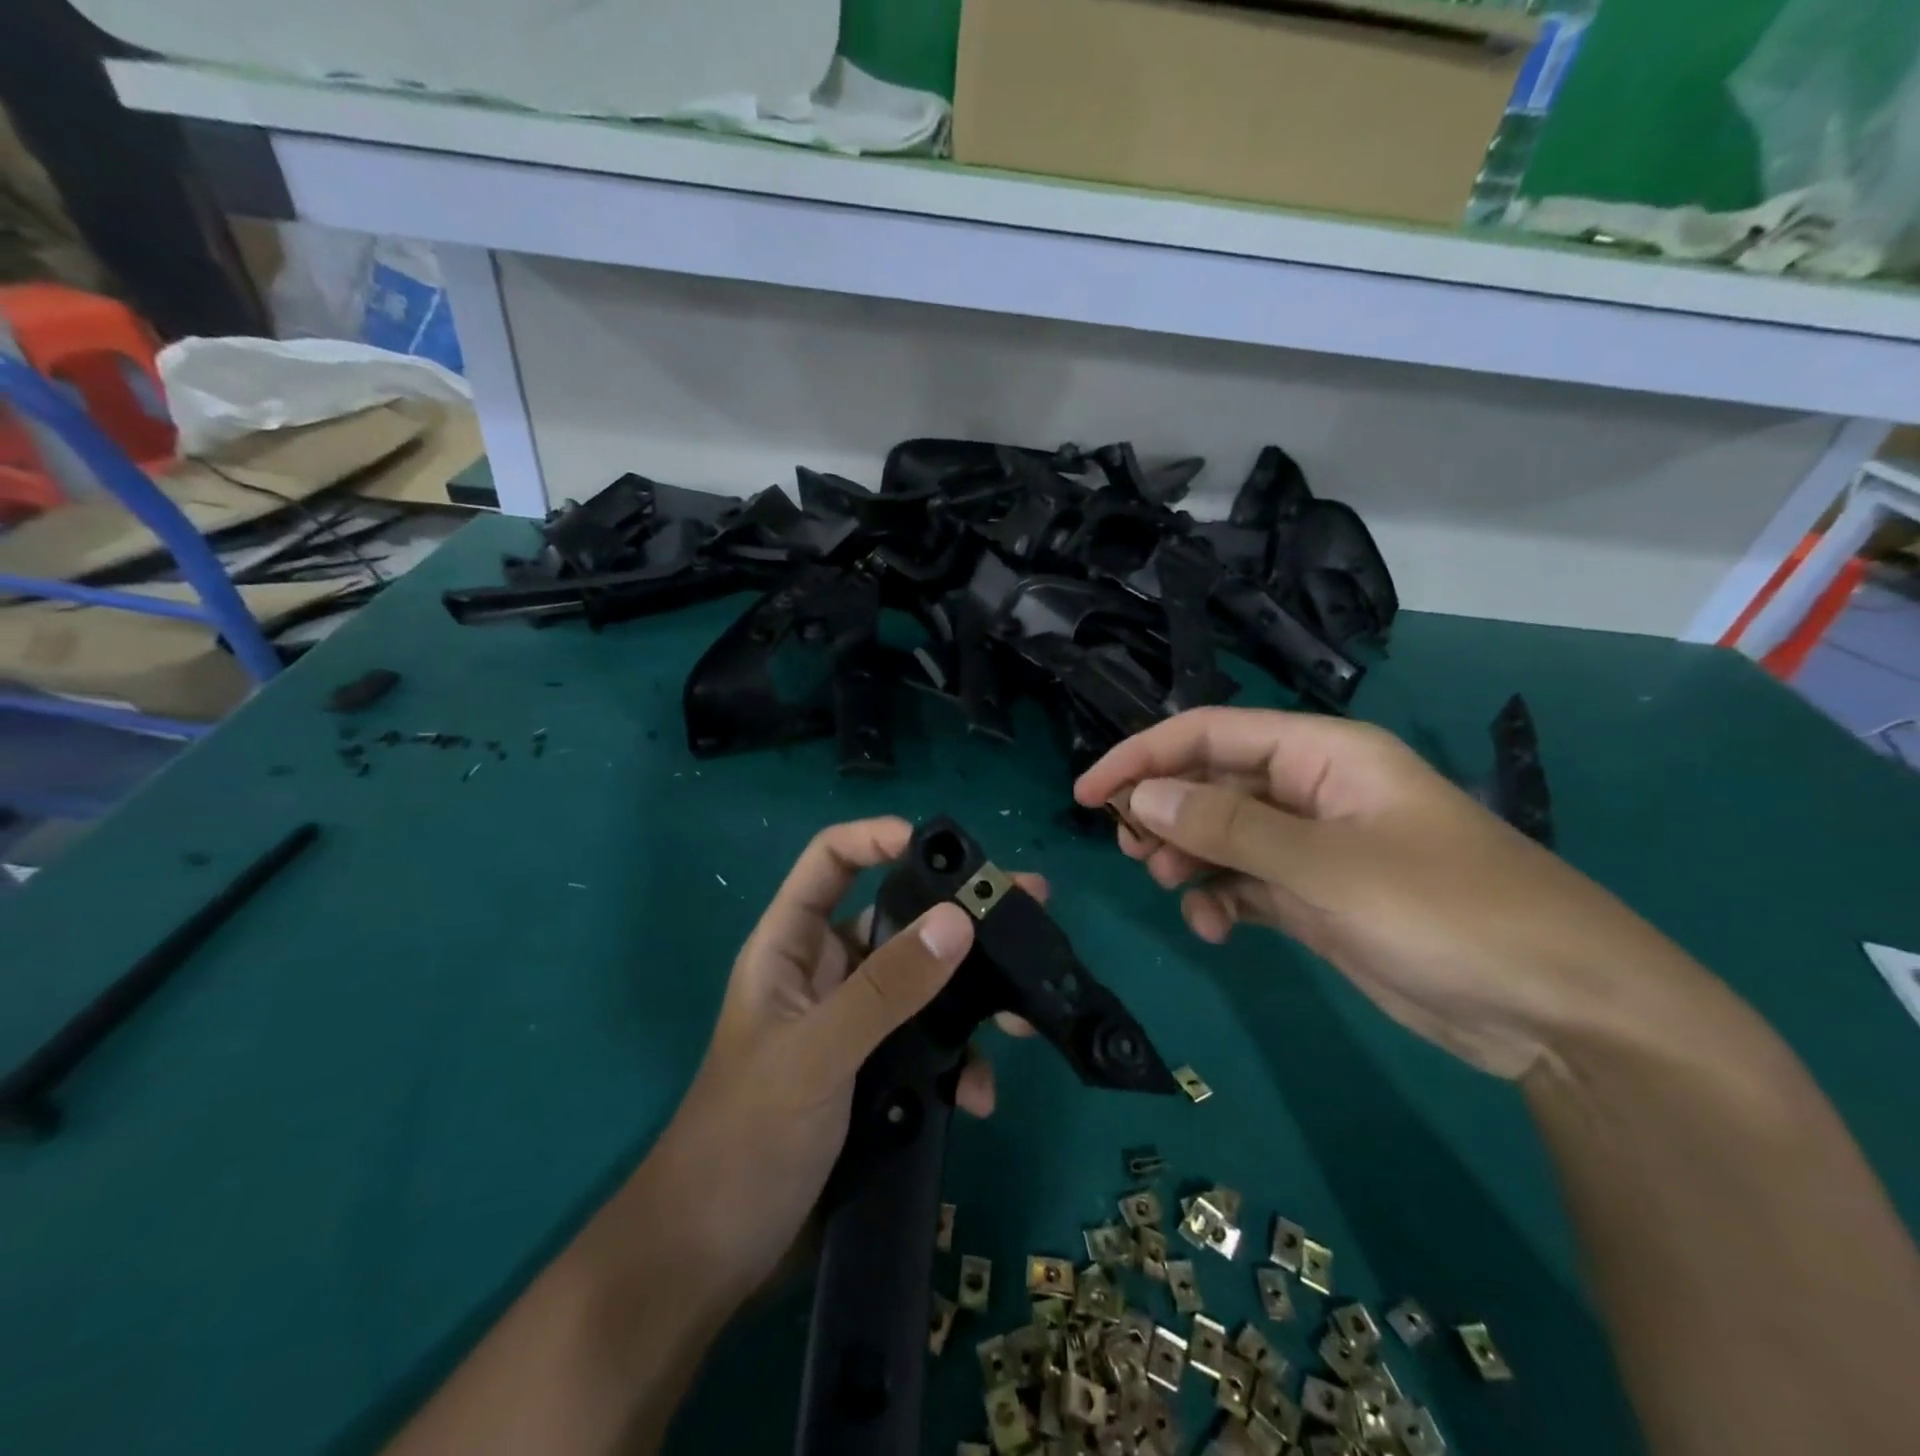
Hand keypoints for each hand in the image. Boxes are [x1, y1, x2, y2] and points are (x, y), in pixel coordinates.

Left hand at [641, 817, 1038, 1300]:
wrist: (714, 1261)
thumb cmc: (745, 1139)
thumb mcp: (816, 1055)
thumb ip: (886, 989)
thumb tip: (959, 920)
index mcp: (790, 948)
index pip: (829, 861)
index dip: (875, 838)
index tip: (942, 847)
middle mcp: (826, 975)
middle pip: (895, 919)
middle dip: (956, 916)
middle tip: (1025, 910)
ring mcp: (854, 1027)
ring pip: (923, 984)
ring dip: (972, 998)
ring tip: (1023, 1016)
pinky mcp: (877, 1076)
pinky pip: (930, 1046)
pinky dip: (959, 1063)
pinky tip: (978, 1096)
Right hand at [1075, 708, 1699, 1079]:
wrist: (1564, 1015)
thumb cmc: (1448, 913)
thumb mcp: (1326, 865)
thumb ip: (1227, 828)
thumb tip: (1142, 796)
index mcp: (1324, 754)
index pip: (1210, 734)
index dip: (1143, 756)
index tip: (1088, 794)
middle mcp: (1315, 791)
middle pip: (1213, 783)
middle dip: (1164, 811)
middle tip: (1129, 849)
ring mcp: (1318, 847)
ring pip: (1225, 835)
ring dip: (1188, 857)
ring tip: (1169, 887)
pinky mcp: (1321, 899)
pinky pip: (1248, 884)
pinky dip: (1221, 899)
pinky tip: (1213, 928)